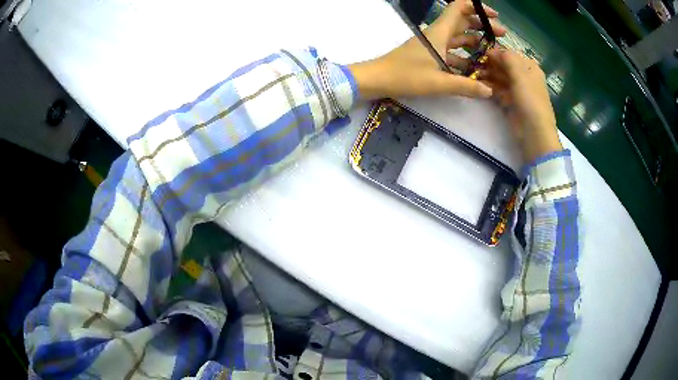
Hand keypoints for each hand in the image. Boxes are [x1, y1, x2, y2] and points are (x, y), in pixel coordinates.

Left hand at [348, 0, 505, 99]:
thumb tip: (489, 91)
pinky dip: (464, 57)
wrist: (378, 78)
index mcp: (440, 33)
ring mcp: (433, 45)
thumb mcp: (439, 82)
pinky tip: (474, 69)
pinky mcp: (429, 55)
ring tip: (492, 54)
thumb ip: (466, 86)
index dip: (477, 8)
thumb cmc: (405, 75)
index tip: (494, 16)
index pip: (459, 8)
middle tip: (500, 38)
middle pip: (463, 23)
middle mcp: (438, 34)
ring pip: (458, 38)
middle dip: (482, 27)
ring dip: (475, 43)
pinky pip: (451, 52)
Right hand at [480, 48, 562, 162]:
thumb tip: (494, 49)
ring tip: (472, 74)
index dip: (496, 53)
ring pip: (499, 78)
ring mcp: (517, 90)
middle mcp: (524, 77)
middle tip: (473, 64)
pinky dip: (489, 87)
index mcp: (530, 68)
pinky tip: (479, 85)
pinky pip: (497, 90)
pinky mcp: (510, 102)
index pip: (510, 55)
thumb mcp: (521, 74)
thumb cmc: (530, 101)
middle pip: (504, 66)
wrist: (534, 132)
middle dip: (489, 64)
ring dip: (487, 75)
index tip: (479, 53)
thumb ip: (508, 58)